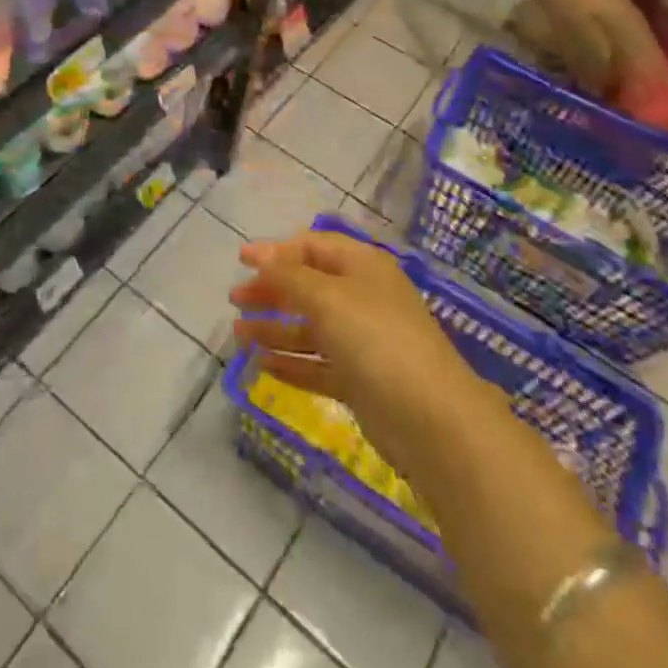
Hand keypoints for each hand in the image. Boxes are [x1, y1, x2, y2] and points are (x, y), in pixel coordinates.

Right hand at [230, 232, 498, 484]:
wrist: (432, 420)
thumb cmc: (376, 340)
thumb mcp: (327, 297)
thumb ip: (289, 275)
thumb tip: (260, 252)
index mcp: (362, 266)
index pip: (312, 246)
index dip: (276, 251)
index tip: (241, 260)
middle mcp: (363, 298)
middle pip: (309, 286)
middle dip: (272, 290)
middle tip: (235, 299)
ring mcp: (363, 341)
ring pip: (311, 328)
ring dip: (275, 328)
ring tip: (238, 334)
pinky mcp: (361, 380)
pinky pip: (318, 363)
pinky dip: (292, 362)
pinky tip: (263, 364)